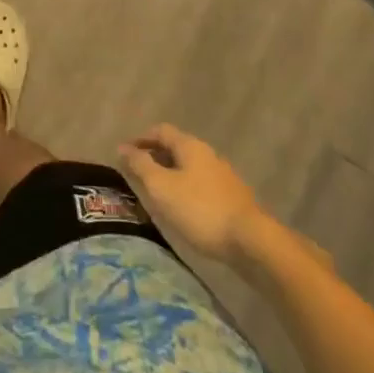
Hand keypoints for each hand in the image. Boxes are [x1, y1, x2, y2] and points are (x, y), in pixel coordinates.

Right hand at [118, 124, 263, 262]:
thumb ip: (140, 165)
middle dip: (154, 157)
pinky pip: (200, 185)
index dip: (141, 139)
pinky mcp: (232, 198)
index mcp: (190, 146)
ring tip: (155, 194)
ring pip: (189, 168)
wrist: (250, 241)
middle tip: (137, 175)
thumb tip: (123, 147)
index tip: (125, 154)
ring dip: (169, 175)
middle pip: (176, 148)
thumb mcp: (162, 187)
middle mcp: (208, 154)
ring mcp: (223, 176)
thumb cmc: (200, 209)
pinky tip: (181, 209)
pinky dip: (185, 189)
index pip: (160, 131)